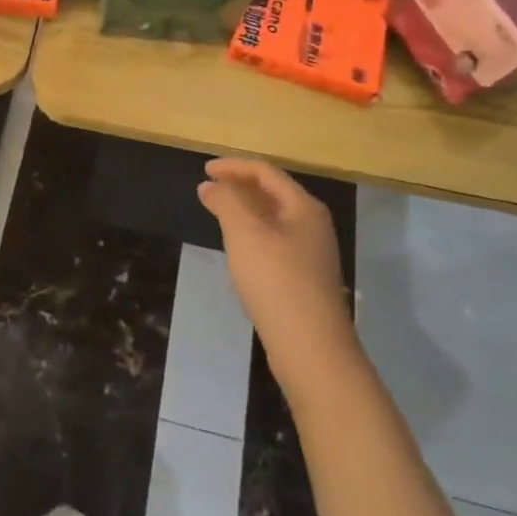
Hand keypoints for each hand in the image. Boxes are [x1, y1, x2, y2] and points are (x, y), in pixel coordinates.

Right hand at [198, 158, 355, 374]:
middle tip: (208, 189)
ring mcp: (312, 253)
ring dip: (245, 210)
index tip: (204, 170)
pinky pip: (275, 241)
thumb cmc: (276, 281)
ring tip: (218, 214)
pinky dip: (253, 233)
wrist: (311, 349)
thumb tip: (210, 185)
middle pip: (272, 192)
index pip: (265, 171)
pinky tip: (238, 249)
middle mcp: (313, 224)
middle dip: (239, 186)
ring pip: (273, 218)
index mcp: (303, 207)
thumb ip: (225, 201)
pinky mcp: (305, 278)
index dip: (233, 166)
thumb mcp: (244, 233)